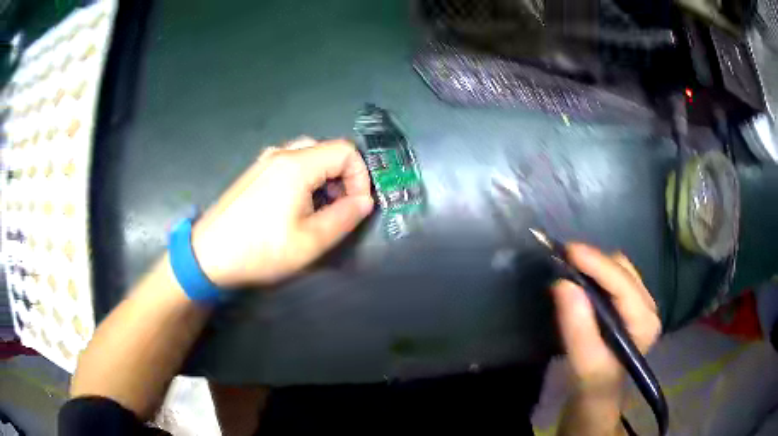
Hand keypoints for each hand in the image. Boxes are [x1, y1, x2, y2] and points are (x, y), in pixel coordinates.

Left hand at [191, 138, 373, 287]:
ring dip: (324, 178)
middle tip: (339, 208)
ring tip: (318, 210)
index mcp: (297, 165)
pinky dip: (305, 179)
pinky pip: (290, 164)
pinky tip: (294, 207)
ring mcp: (264, 161)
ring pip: (309, 156)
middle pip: (327, 150)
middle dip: (343, 177)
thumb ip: (344, 218)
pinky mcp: (255, 173)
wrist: (207, 255)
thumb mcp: (310, 242)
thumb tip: (365, 201)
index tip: (357, 206)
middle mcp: (281, 154)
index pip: (346, 152)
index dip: (361, 177)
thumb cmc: (260, 250)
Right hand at [551, 244, 660, 398]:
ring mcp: (641, 302)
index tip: (567, 251)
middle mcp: (648, 306)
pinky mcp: (630, 302)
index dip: (596, 264)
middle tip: (563, 262)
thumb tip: (564, 284)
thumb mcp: (584, 364)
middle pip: (622, 269)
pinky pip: (614, 275)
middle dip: (593, 263)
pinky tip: (581, 280)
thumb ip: (578, 329)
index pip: (622, 283)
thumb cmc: (593, 384)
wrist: (598, 392)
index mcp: (644, 321)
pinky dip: (595, 273)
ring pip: (618, 268)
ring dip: (594, 266)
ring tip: (570, 269)